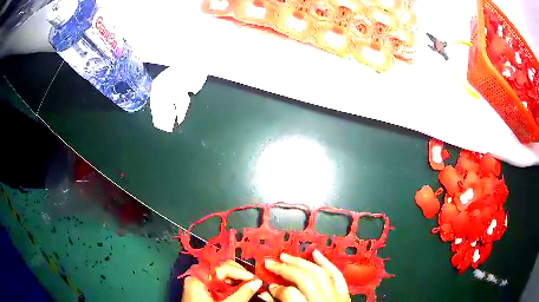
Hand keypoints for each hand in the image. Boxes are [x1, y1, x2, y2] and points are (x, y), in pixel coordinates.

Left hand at [181, 260, 262, 301]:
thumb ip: (242, 294)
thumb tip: (257, 282)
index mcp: (197, 278)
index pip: (221, 267)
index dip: (238, 271)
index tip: (253, 278)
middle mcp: (196, 277)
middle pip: (220, 269)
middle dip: (238, 274)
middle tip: (252, 281)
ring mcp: (199, 284)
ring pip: (220, 276)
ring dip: (235, 280)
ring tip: (247, 286)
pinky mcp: (202, 290)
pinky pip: (217, 283)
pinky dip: (229, 286)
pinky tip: (238, 290)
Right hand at [262, 249, 350, 301]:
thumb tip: (264, 294)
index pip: (290, 295)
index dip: (277, 289)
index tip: (268, 287)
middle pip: (305, 279)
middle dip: (286, 269)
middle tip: (271, 263)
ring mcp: (337, 297)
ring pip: (320, 273)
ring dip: (302, 262)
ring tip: (286, 256)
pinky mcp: (344, 295)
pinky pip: (337, 275)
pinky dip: (326, 263)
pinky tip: (315, 253)